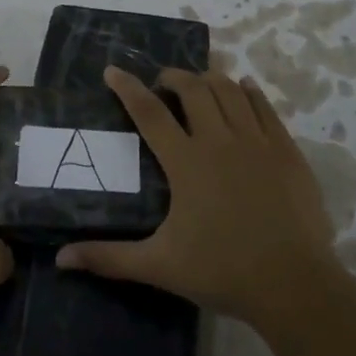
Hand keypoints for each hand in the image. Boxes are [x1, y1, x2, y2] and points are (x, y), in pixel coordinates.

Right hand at [57, 66, 337, 326]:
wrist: (295, 285)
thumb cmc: (223, 272)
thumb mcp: (160, 266)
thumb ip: (109, 258)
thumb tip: (61, 259)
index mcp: (186, 162)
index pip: (150, 112)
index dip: (128, 88)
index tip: (113, 70)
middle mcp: (220, 140)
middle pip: (193, 89)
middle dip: (173, 76)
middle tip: (162, 82)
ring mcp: (257, 142)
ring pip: (230, 90)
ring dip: (209, 80)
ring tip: (199, 84)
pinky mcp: (286, 150)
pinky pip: (265, 106)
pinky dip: (249, 92)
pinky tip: (243, 88)